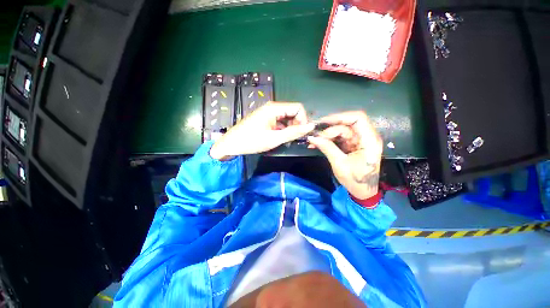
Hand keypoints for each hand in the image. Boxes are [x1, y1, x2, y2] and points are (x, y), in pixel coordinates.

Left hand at [210, 102, 314, 159]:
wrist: (231, 144)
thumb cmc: (252, 141)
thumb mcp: (274, 138)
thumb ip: (293, 132)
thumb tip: (311, 126)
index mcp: (274, 108)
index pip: (298, 108)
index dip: (303, 119)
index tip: (302, 133)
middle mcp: (272, 107)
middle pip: (292, 112)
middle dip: (297, 125)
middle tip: (294, 139)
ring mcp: (268, 113)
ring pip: (286, 118)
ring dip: (290, 128)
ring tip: (286, 140)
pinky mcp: (265, 119)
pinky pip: (279, 122)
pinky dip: (283, 129)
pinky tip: (280, 138)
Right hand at [307, 111, 381, 198]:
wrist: (362, 192)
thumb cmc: (355, 180)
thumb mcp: (340, 164)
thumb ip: (327, 148)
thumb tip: (312, 137)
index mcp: (369, 141)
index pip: (358, 119)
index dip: (340, 117)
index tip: (323, 122)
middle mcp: (365, 137)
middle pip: (346, 125)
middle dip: (329, 130)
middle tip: (315, 137)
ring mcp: (358, 141)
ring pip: (340, 131)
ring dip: (326, 136)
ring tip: (313, 142)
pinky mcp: (351, 145)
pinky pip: (338, 138)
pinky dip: (328, 140)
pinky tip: (317, 144)